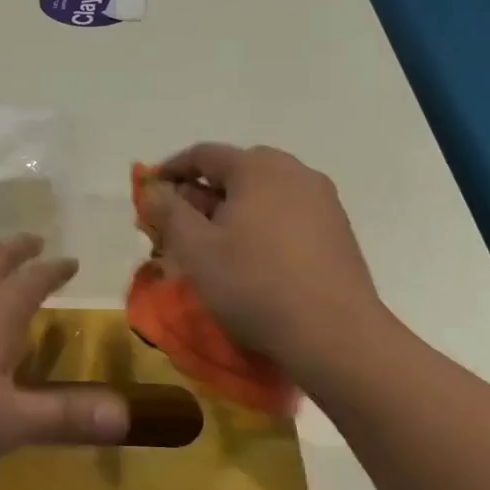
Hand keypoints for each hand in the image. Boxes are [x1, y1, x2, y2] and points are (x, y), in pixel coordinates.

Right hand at [142, 144, 387, 377]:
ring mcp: (322, 200)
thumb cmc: (254, 284)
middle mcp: (293, 171)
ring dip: (234, 210)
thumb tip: (152, 188)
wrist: (335, 335)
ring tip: (215, 244)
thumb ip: (167, 211)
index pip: (203, 154)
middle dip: (203, 193)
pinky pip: (288, 213)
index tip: (151, 192)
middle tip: (180, 223)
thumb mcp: (195, 249)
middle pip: (236, 171)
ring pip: (264, 194)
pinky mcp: (338, 230)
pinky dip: (263, 224)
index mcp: (257, 167)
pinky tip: (254, 257)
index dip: (171, 170)